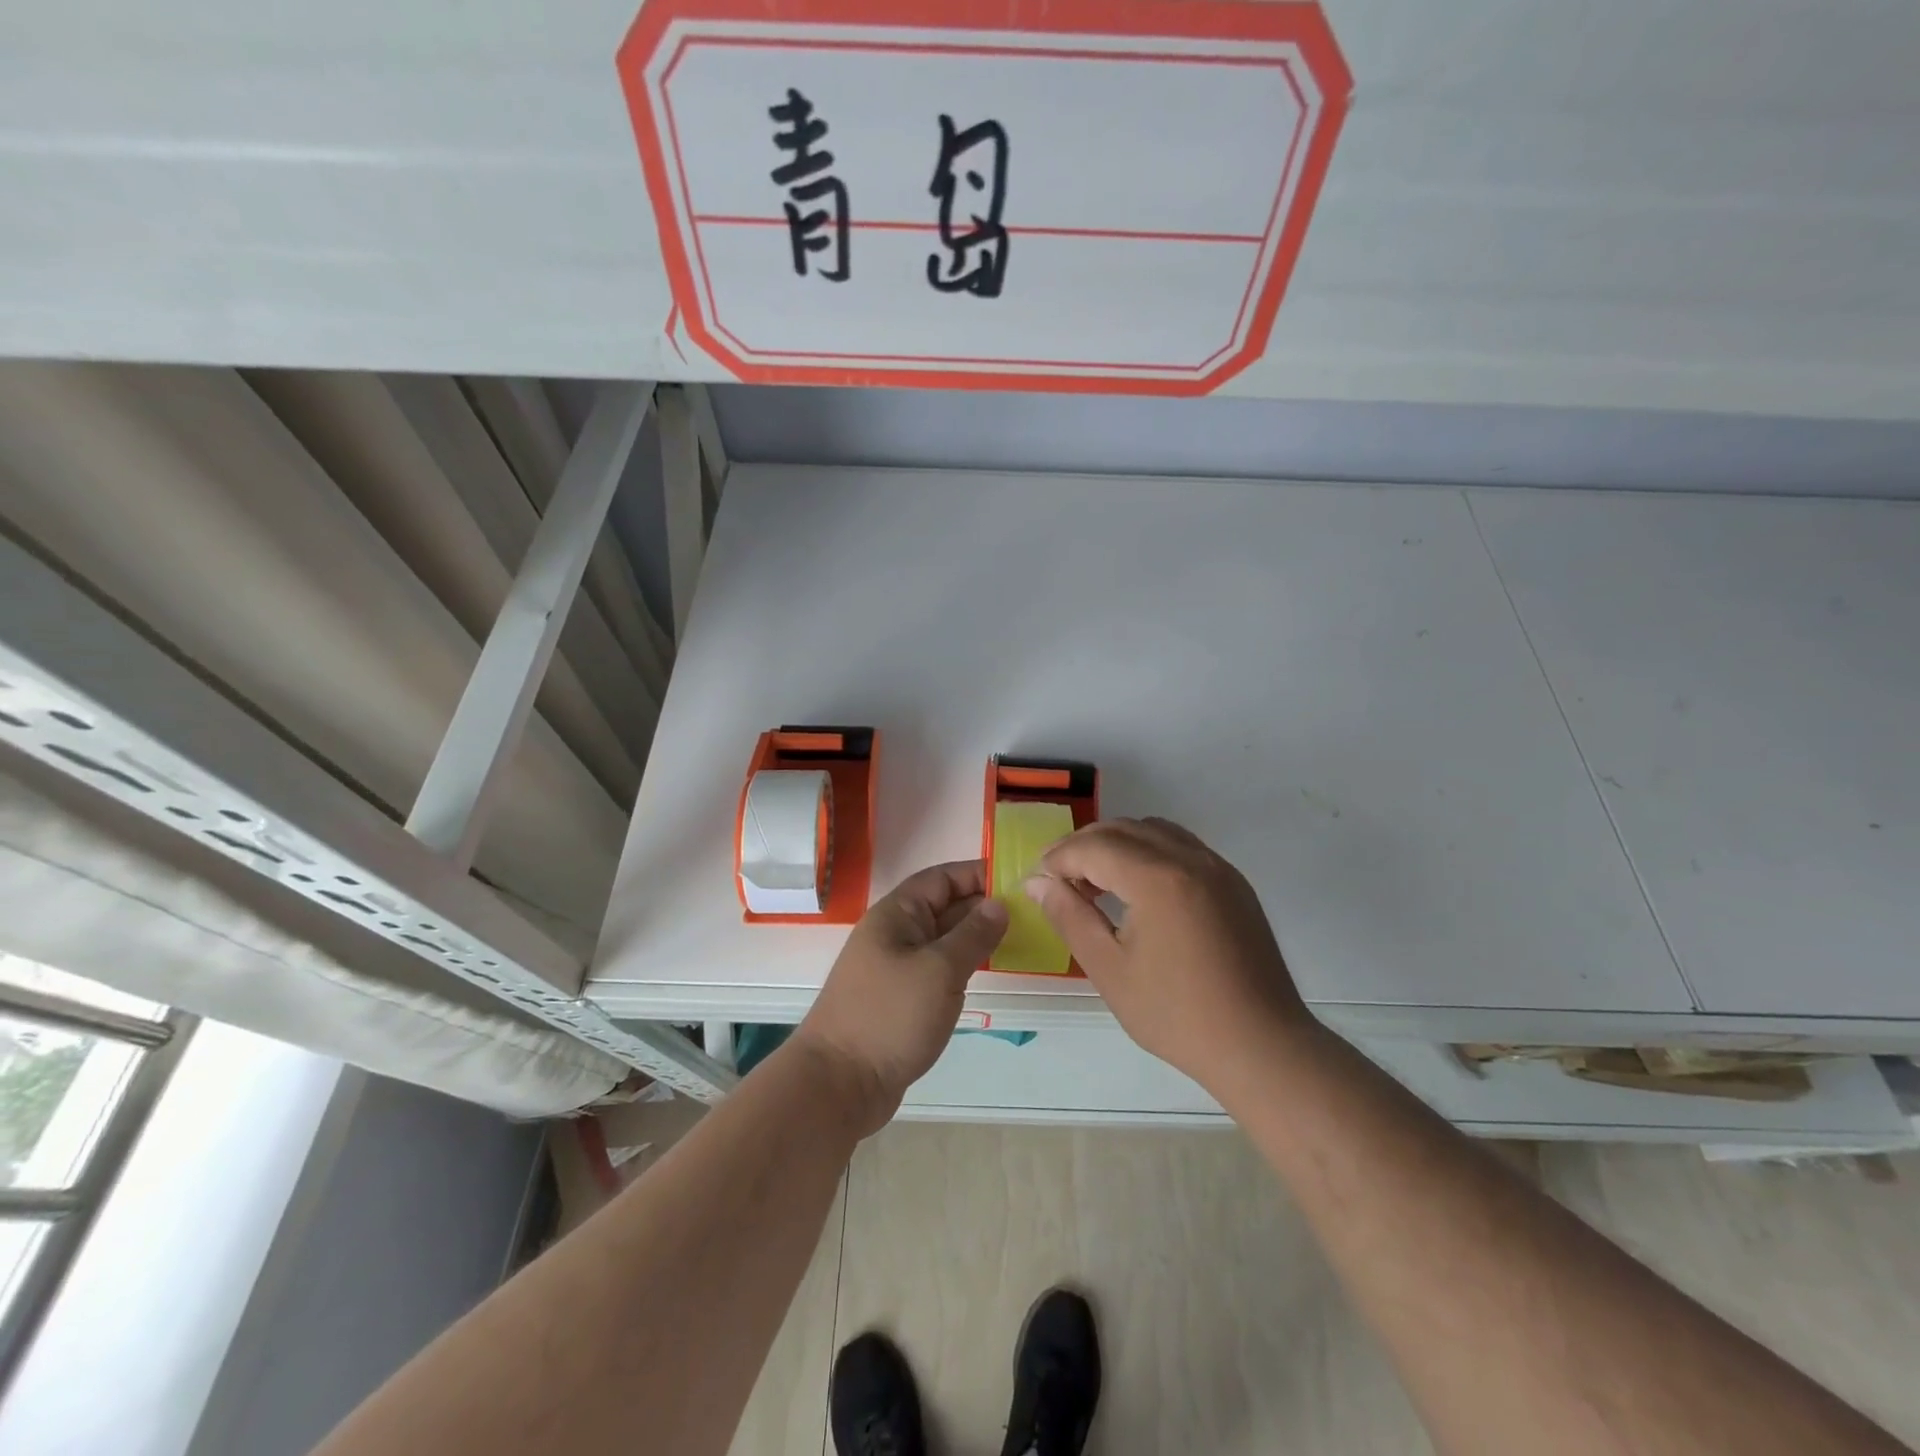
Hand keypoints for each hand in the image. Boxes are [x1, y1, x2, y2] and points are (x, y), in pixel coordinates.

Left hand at [791, 860, 1007, 1136]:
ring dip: (975, 937)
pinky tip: (989, 972)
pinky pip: (938, 968)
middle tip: (1030, 912)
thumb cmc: (890, 1016)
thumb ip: (973, 935)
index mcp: (897, 914)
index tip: (1016, 880)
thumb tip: (998, 904)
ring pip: (943, 939)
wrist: (839, 1084)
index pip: (941, 878)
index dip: (976, 874)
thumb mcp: (939, 970)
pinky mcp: (902, 998)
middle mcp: (895, 933)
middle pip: (944, 906)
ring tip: (1019, 938)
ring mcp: (897, 967)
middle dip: (982, 905)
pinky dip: (963, 965)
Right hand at [1026, 818, 1317, 1094]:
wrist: (1262, 1045)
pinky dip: (1149, 852)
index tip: (1036, 881)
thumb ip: (1069, 917)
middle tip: (1058, 880)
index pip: (1094, 847)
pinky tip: (1138, 889)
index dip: (1058, 858)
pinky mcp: (1233, 883)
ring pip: (1154, 830)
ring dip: (1117, 844)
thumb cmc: (1177, 1015)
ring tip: (1095, 882)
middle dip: (1083, 846)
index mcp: (1158, 878)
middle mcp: (1190, 858)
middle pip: (1123, 829)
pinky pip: (1182, 846)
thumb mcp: (1110, 970)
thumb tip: (1037, 883)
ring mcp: (1217, 867)